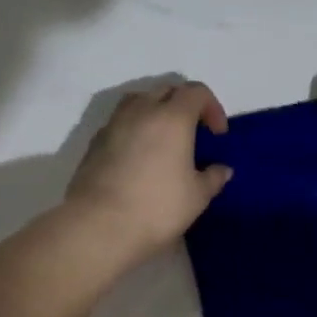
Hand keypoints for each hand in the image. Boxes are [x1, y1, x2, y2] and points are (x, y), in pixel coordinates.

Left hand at [65, 81, 232, 262]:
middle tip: (193, 134)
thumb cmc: (157, 207)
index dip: (212, 107)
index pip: (196, 92)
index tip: (217, 135)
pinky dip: (134, 130)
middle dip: (184, 105)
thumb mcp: (197, 197)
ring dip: (155, 112)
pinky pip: (120, 123)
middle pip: (166, 90)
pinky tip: (139, 158)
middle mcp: (141, 111)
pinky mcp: (94, 142)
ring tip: (163, 141)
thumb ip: (213, 178)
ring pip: (139, 101)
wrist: (99, 225)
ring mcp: (113, 124)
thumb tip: (222, 169)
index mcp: (172, 117)